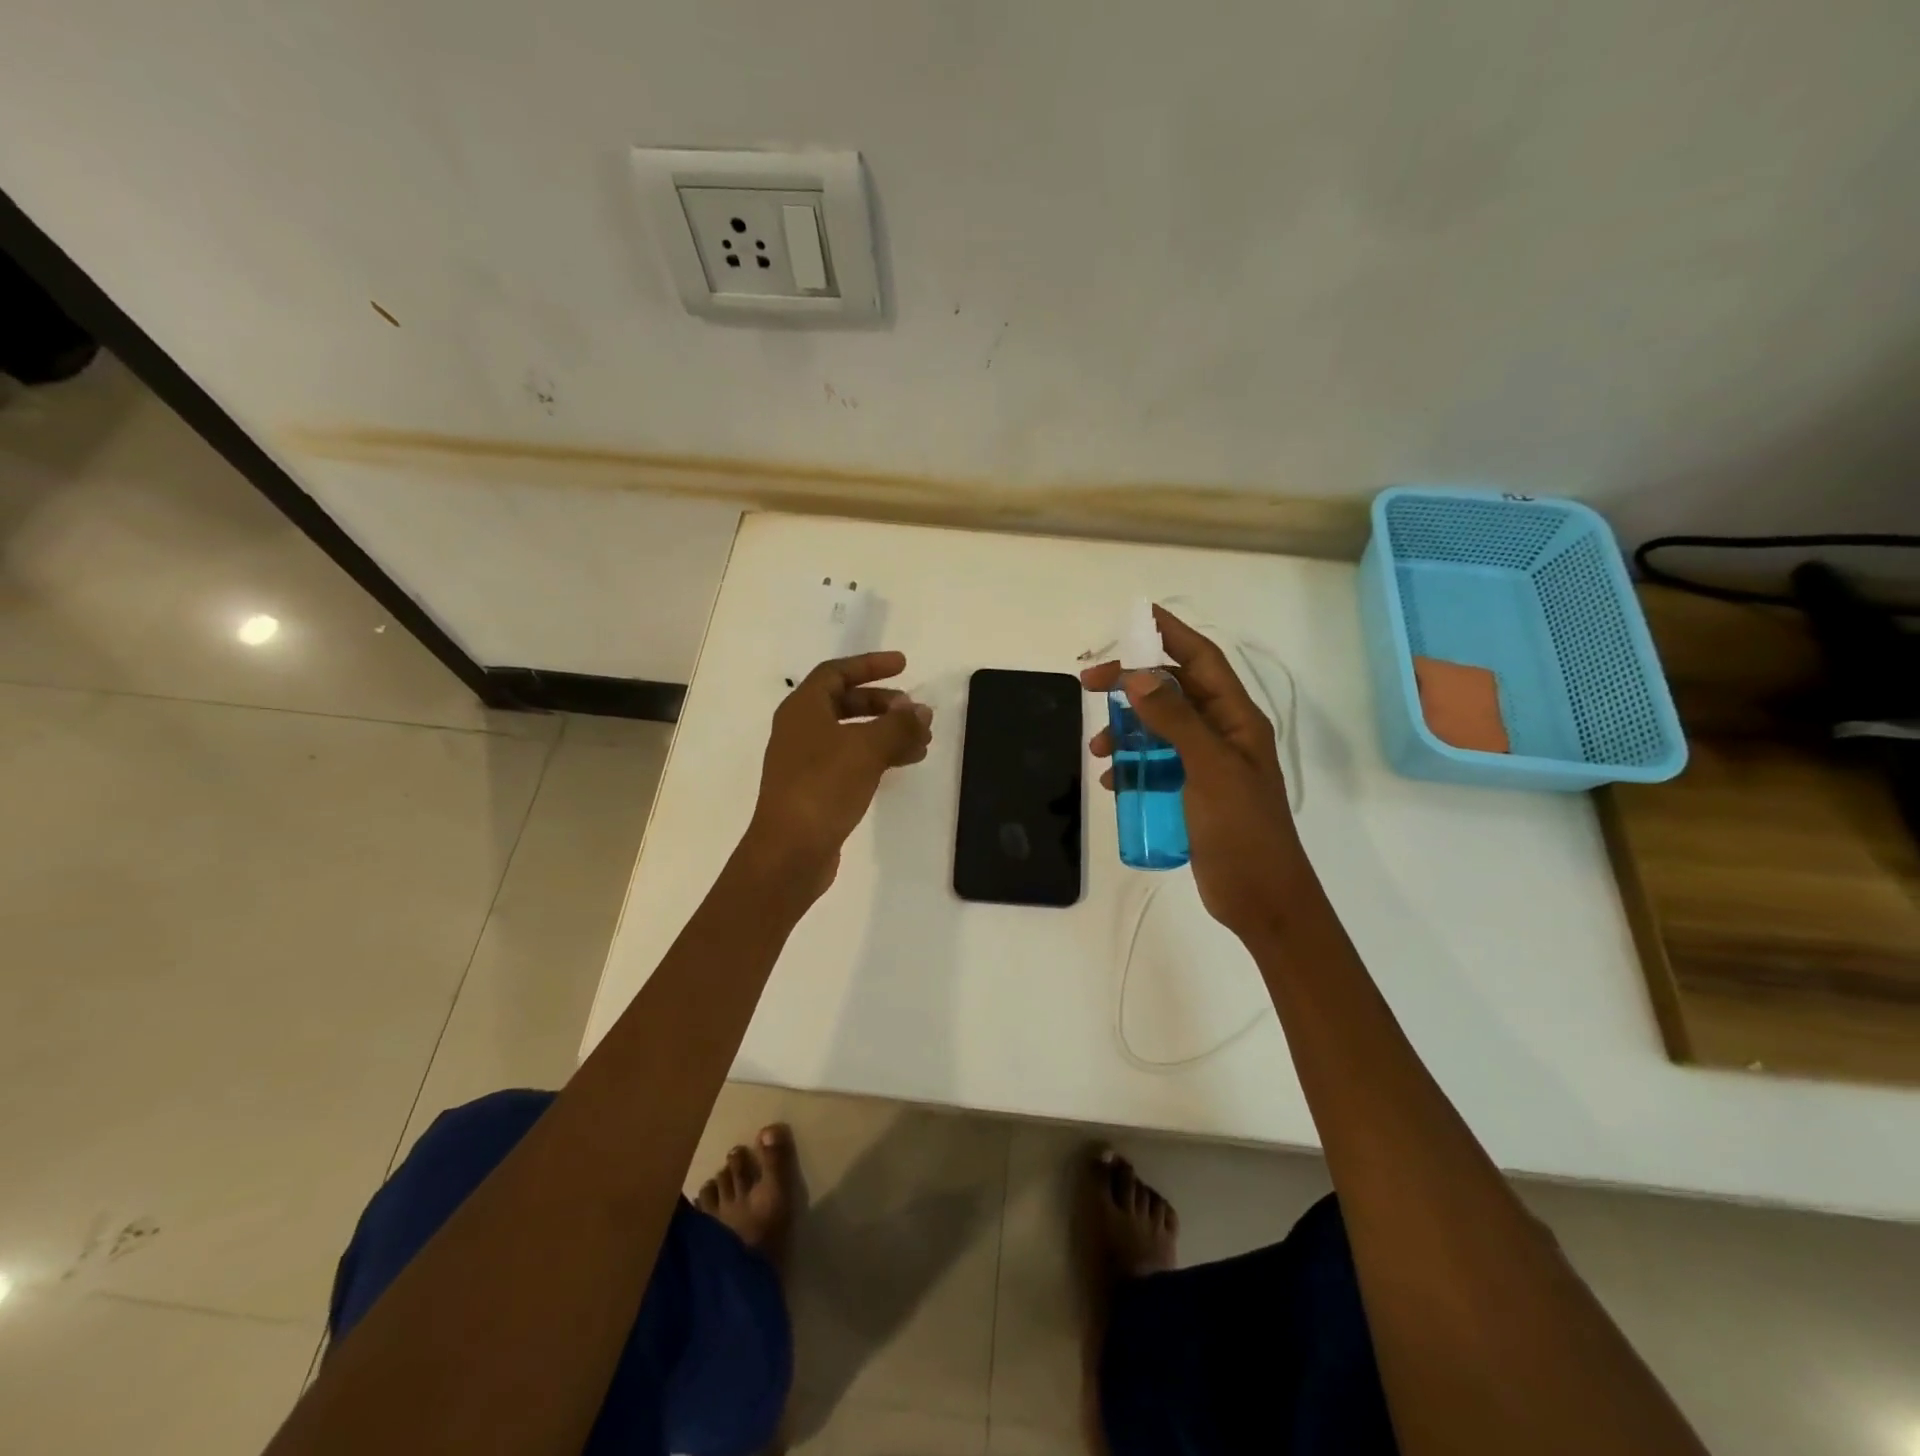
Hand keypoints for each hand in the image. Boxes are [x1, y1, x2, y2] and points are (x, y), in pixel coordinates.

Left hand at [744, 651, 932, 895]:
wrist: (790, 851)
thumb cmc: (823, 786)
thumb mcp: (867, 748)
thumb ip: (898, 725)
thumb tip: (921, 711)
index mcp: (802, 709)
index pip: (836, 672)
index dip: (870, 665)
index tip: (903, 665)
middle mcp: (800, 729)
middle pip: (845, 702)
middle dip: (883, 703)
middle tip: (914, 712)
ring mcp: (806, 761)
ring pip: (852, 734)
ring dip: (886, 732)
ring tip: (922, 741)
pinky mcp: (816, 789)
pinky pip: (852, 760)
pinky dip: (878, 756)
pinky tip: (904, 763)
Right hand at [1082, 607, 1303, 942]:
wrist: (1261, 898)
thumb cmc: (1242, 829)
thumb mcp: (1209, 768)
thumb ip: (1174, 720)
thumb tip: (1136, 676)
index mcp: (1237, 718)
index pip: (1201, 660)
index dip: (1170, 634)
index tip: (1132, 618)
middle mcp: (1222, 734)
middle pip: (1173, 692)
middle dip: (1132, 684)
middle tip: (1089, 684)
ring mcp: (1207, 765)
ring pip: (1159, 730)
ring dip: (1126, 731)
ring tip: (1097, 749)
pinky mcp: (1192, 793)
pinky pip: (1156, 766)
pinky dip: (1133, 767)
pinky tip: (1114, 782)